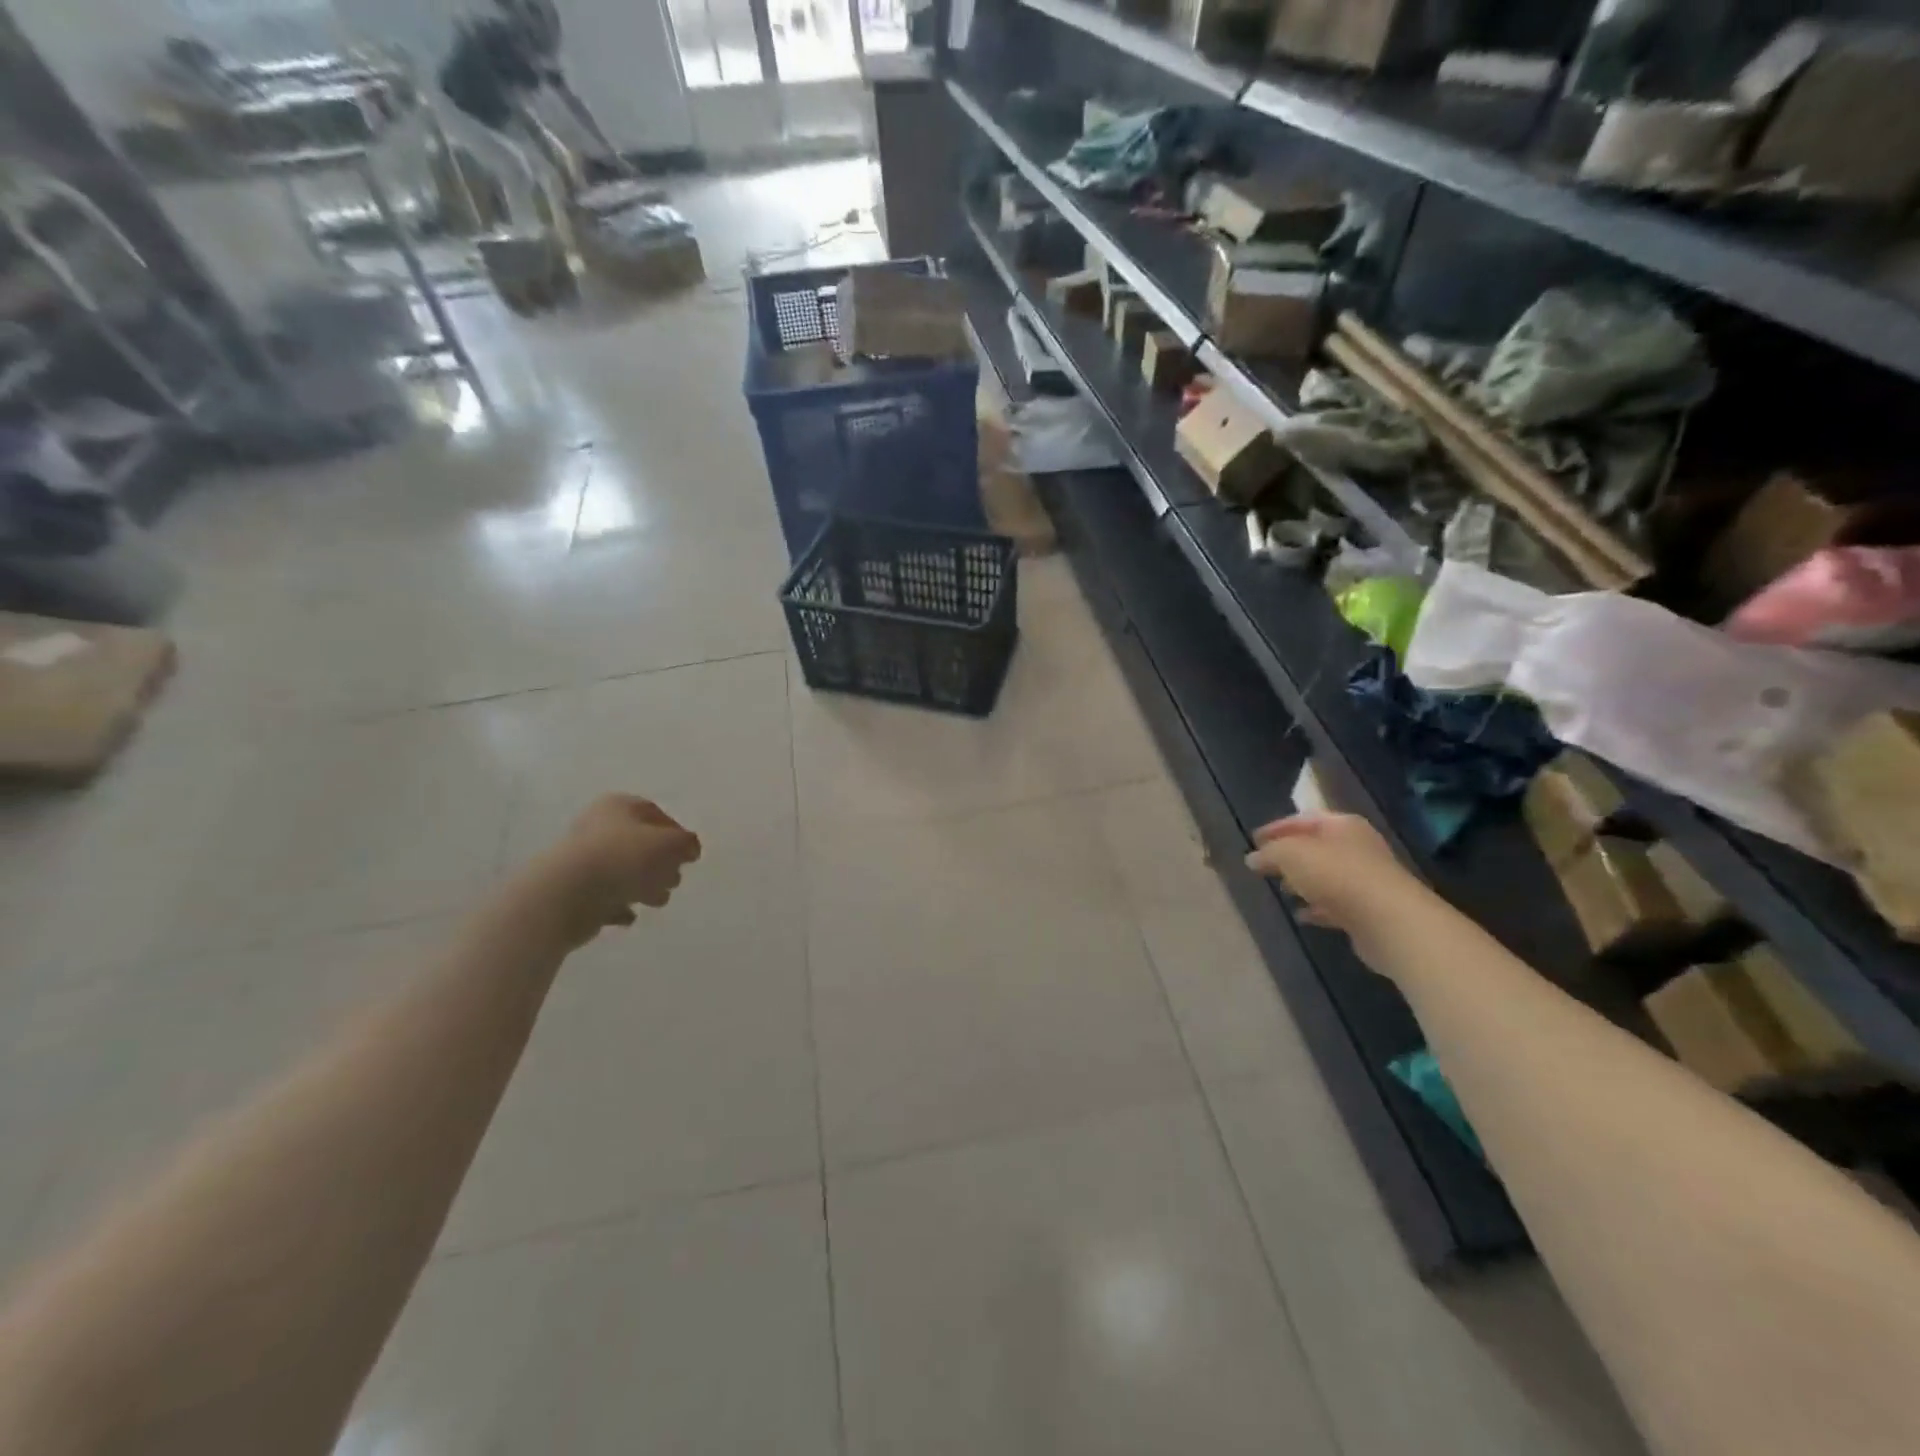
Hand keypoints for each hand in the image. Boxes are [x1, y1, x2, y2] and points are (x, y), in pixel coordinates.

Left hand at [528, 795, 702, 946]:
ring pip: (624, 871)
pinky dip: (620, 905)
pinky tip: (630, 915)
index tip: (689, 856)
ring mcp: (584, 860)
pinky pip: (606, 896)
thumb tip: (691, 849)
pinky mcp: (575, 891)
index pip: (654, 813)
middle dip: (662, 863)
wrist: (566, 894)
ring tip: (655, 901)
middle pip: (640, 843)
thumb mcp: (668, 844)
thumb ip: (686, 843)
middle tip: (673, 880)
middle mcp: (598, 828)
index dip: (676, 833)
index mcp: (618, 807)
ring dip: (645, 886)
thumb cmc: (622, 858)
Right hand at [1243, 813, 1422, 948]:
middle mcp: (1358, 847)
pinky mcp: (1368, 909)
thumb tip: (1252, 858)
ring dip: (1304, 882)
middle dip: (1290, 855)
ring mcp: (1366, 879)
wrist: (1388, 920)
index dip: (1276, 828)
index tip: (1253, 840)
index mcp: (1342, 825)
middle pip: (1316, 846)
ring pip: (1326, 875)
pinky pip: (1335, 904)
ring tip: (1281, 889)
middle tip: (1265, 865)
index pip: (1303, 819)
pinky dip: (1317, 907)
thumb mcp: (1290, 855)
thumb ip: (1269, 853)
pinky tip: (1301, 914)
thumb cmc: (1336, 875)